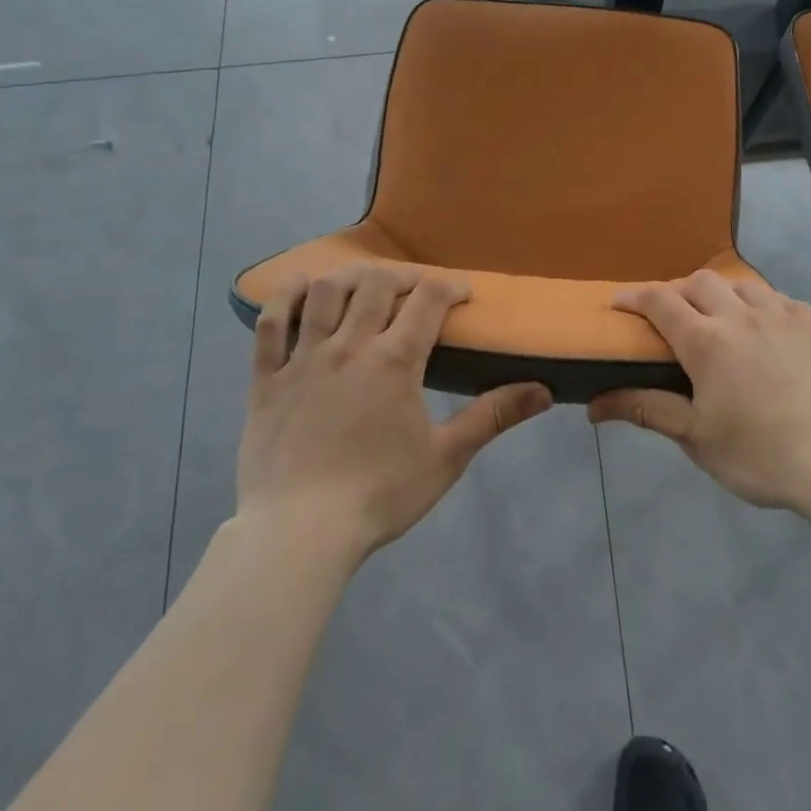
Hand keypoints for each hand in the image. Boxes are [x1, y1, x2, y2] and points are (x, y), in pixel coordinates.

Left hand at [238, 263, 552, 562]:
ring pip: (323, 292)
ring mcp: (303, 359)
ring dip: (347, 276)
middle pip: (376, 283)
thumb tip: (544, 392)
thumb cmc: (378, 495)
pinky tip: (296, 285)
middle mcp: (349, 346)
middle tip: (416, 288)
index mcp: (394, 361)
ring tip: (363, 282)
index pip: (429, 300)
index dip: (450, 286)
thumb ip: (492, 417)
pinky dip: (283, 298)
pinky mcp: (267, 379)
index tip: (463, 293)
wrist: (298, 535)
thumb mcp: (446, 458)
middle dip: (402, 276)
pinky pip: (270, 324)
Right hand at [589, 270, 810, 516]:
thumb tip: (595, 405)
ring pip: (740, 283)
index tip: (617, 302)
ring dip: (718, 292)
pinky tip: (764, 325)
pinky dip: (760, 303)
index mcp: (706, 341)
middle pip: (698, 282)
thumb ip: (647, 410)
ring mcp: (781, 316)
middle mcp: (740, 315)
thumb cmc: (761, 455)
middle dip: (675, 290)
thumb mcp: (696, 438)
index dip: (634, 296)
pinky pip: (778, 298)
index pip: (659, 301)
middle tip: (669, 316)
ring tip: (716, 316)